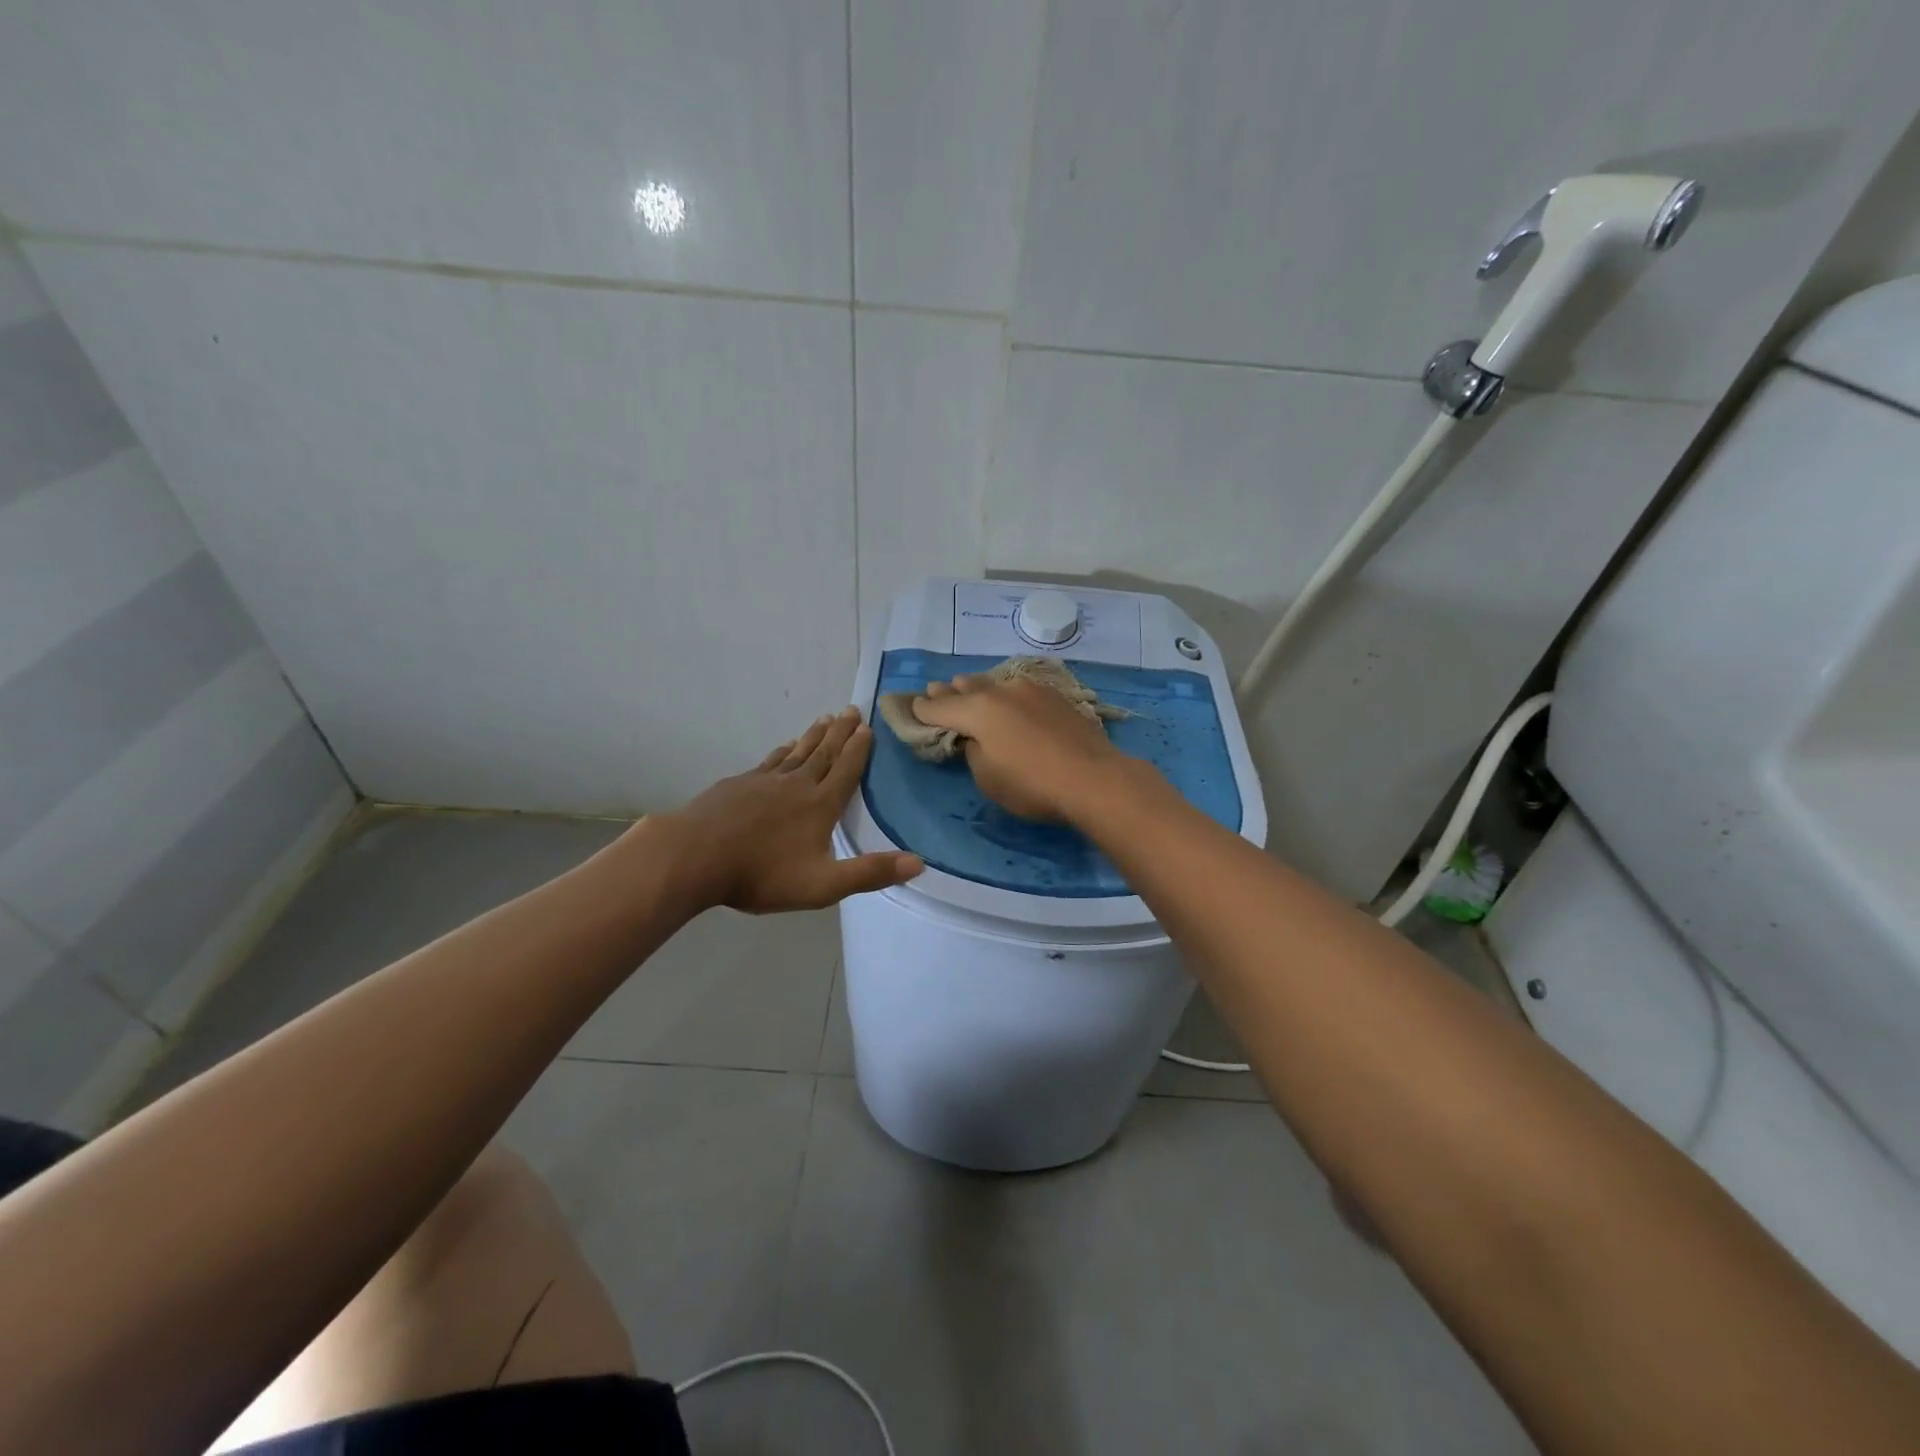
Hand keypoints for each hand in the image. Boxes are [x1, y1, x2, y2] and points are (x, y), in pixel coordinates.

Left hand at [664, 707, 922, 912]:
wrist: (694, 856)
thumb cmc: (762, 874)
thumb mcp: (823, 884)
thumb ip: (870, 873)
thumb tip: (919, 862)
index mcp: (820, 805)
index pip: (846, 770)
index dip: (859, 750)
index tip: (868, 727)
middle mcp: (796, 784)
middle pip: (824, 753)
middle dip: (841, 732)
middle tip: (852, 710)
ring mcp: (764, 781)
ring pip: (796, 752)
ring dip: (814, 735)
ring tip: (825, 719)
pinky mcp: (738, 785)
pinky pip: (769, 761)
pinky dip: (782, 751)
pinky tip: (783, 748)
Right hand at [910, 675, 1131, 822]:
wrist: (1093, 778)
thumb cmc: (1032, 785)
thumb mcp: (987, 778)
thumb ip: (974, 751)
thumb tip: (978, 738)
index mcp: (977, 710)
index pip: (938, 707)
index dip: (922, 710)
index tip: (912, 708)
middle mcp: (1000, 690)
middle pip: (966, 688)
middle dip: (949, 692)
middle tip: (936, 689)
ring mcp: (1031, 689)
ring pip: (994, 683)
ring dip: (978, 688)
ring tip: (968, 687)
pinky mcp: (1055, 696)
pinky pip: (1019, 689)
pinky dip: (1006, 694)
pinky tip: (1009, 699)